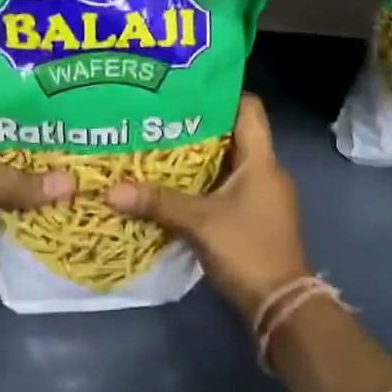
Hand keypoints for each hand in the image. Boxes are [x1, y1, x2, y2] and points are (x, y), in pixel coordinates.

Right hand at [106, 94, 309, 322]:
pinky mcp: (255, 217)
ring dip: (198, 157)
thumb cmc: (247, 250)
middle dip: (198, 126)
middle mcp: (266, 172)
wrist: (280, 303)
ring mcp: (262, 195)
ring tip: (158, 146)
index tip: (185, 87)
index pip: (249, 108)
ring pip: (228, 163)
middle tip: (159, 117)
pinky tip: (174, 186)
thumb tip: (110, 191)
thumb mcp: (199, 223)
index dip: (221, 93)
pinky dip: (203, 183)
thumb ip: (157, 202)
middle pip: (234, 134)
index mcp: (261, 161)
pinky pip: (227, 187)